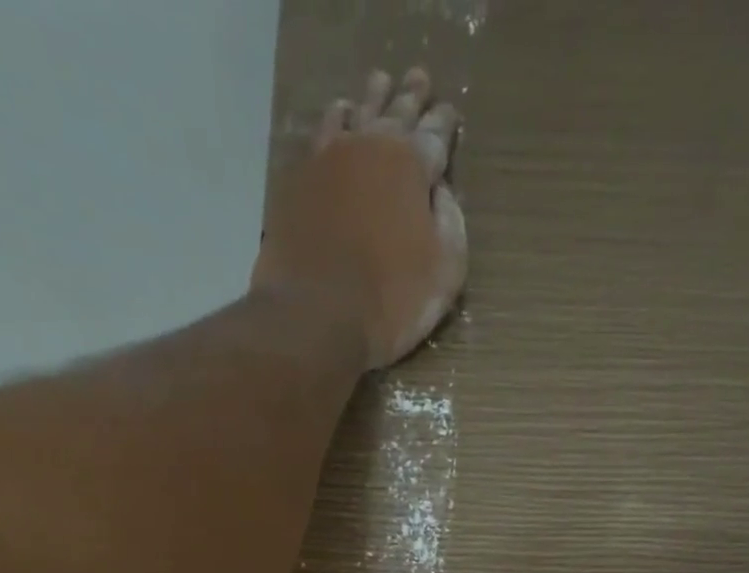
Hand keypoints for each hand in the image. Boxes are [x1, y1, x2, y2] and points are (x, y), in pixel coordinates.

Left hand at [253, 68, 465, 368]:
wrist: (316, 317)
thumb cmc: (391, 302)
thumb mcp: (444, 272)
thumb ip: (450, 224)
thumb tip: (441, 192)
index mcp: (411, 165)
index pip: (436, 134)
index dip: (445, 124)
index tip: (450, 113)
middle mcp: (370, 146)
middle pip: (395, 113)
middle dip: (410, 97)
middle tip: (418, 79)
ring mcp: (328, 160)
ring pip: (355, 114)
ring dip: (370, 100)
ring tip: (378, 87)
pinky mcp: (298, 182)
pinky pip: (321, 137)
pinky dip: (334, 122)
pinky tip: (337, 119)